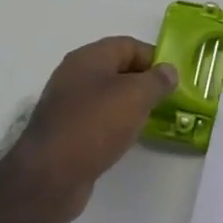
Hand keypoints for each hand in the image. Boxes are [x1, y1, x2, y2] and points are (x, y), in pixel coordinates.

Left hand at [2, 37, 177, 222]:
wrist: (49, 177)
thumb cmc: (95, 125)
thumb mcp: (136, 97)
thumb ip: (157, 80)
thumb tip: (168, 70)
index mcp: (89, 57)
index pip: (129, 45)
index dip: (154, 59)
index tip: (173, 80)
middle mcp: (74, 74)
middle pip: (117, 69)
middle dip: (143, 82)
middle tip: (165, 101)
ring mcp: (66, 104)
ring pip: (106, 95)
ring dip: (128, 105)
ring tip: (149, 121)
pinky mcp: (63, 131)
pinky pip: (96, 118)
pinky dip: (113, 124)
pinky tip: (124, 139)